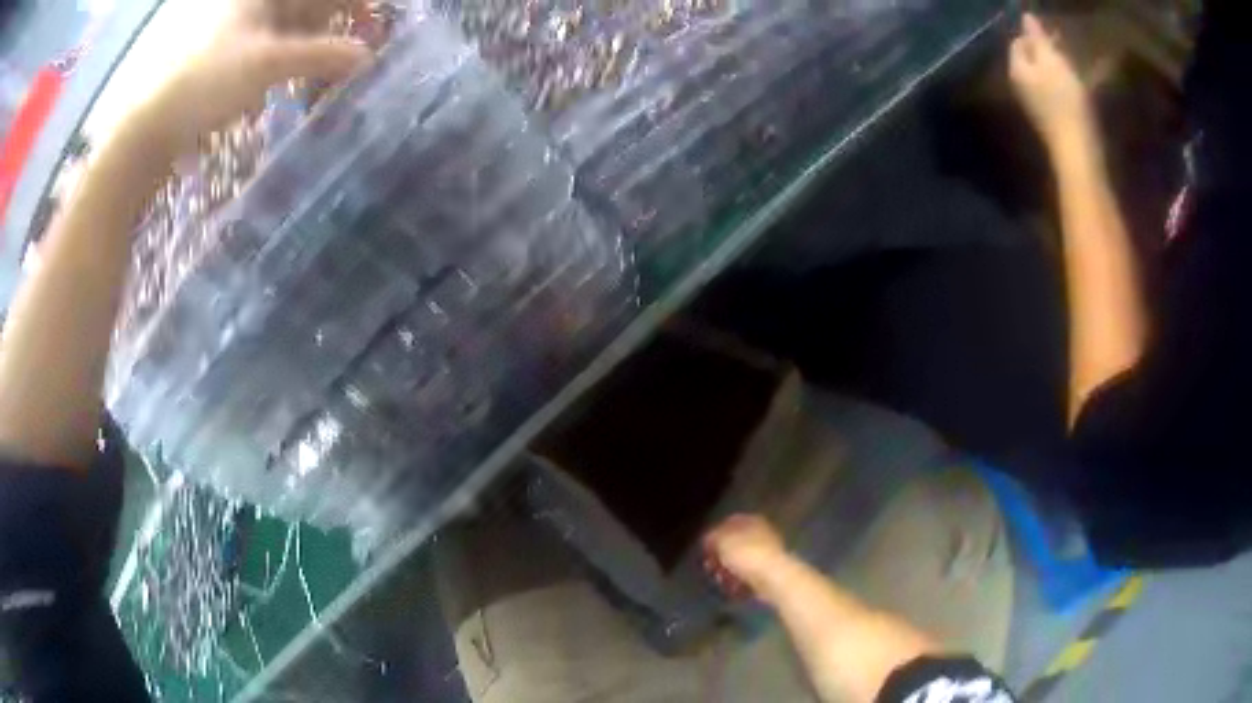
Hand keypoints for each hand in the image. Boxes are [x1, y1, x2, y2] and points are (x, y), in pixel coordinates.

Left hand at [140, 0, 370, 156]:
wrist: (151, 123)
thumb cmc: (206, 79)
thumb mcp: (268, 63)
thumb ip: (321, 55)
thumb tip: (367, 57)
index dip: (353, 2)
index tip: (376, 23)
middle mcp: (256, 3)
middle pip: (310, 4)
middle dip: (340, 20)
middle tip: (363, 46)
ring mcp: (243, 28)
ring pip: (294, 24)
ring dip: (319, 42)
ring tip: (338, 66)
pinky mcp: (233, 54)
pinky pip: (275, 45)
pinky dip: (295, 58)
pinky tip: (304, 76)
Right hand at [702, 514, 786, 599]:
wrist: (773, 578)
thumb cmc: (747, 554)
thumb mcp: (722, 541)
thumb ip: (713, 537)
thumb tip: (709, 539)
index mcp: (753, 521)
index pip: (730, 523)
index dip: (715, 534)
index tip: (704, 547)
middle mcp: (762, 534)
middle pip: (735, 544)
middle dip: (721, 556)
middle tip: (709, 566)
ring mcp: (767, 554)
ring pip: (741, 562)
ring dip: (728, 571)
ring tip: (719, 580)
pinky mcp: (768, 573)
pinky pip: (748, 576)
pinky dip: (738, 582)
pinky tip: (731, 588)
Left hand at [1009, 13, 1095, 153]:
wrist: (1079, 153)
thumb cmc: (1066, 101)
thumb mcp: (1052, 62)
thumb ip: (1038, 39)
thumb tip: (1025, 17)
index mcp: (1017, 70)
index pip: (1018, 43)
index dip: (1034, 36)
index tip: (1055, 38)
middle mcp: (1020, 87)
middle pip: (1030, 60)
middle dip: (1046, 52)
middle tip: (1066, 51)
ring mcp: (1035, 106)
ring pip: (1043, 78)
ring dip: (1056, 69)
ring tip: (1073, 68)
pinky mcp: (1051, 122)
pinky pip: (1054, 95)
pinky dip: (1063, 88)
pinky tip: (1077, 91)